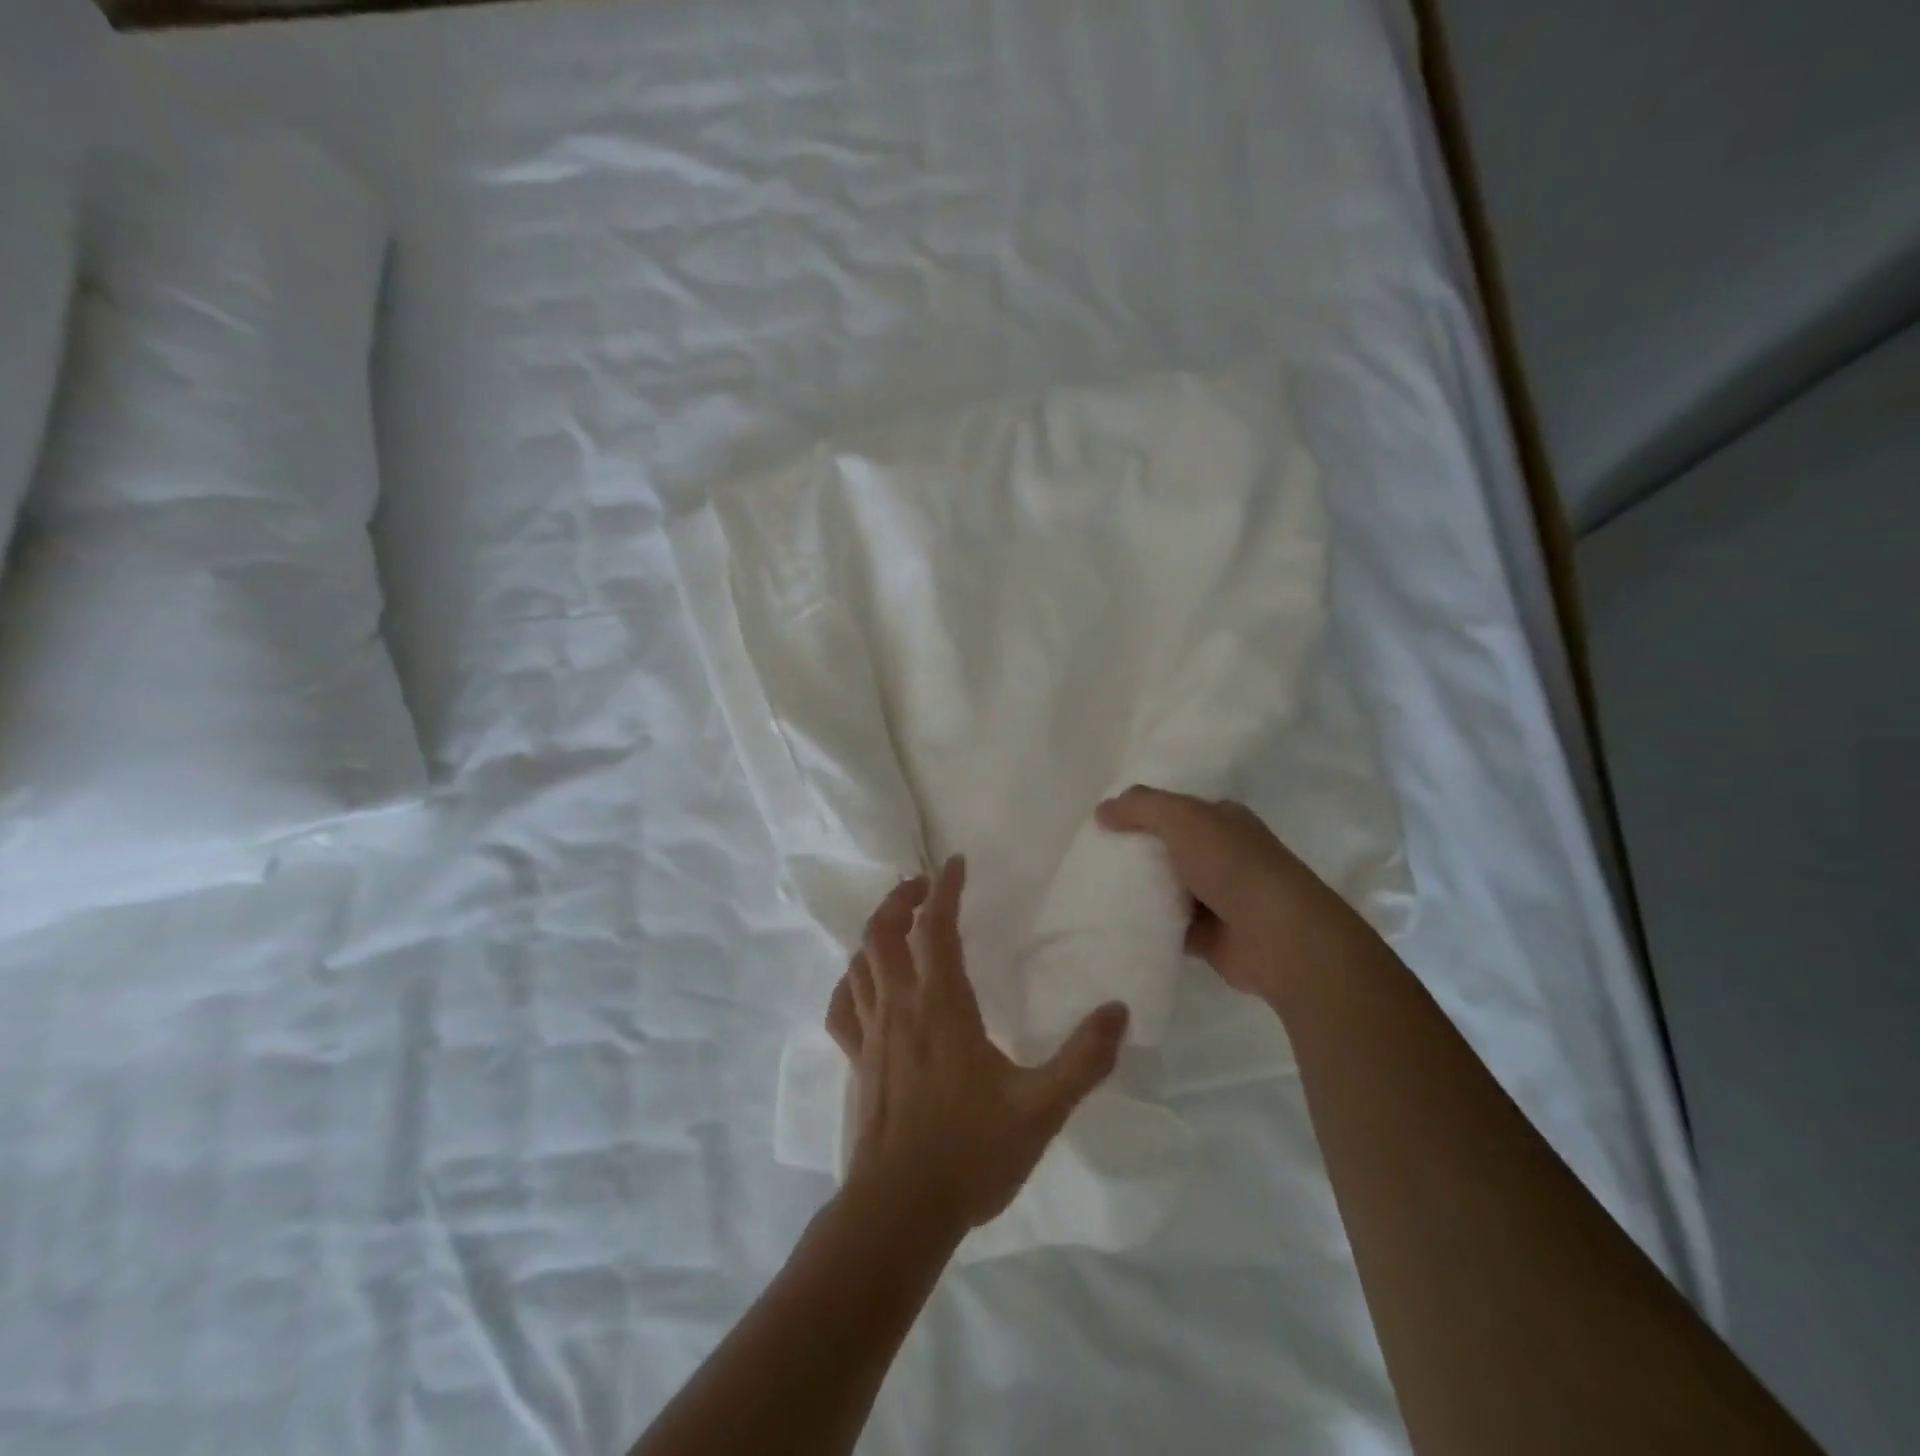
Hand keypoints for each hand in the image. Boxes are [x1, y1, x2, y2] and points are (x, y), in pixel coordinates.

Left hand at [825, 856, 1130, 1233]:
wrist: (900, 1211)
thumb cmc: (971, 1153)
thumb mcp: (1042, 1108)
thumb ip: (1084, 1058)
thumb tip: (1119, 1011)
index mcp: (942, 1005)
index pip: (935, 926)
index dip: (944, 888)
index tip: (955, 862)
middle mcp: (900, 1007)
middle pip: (883, 931)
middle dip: (900, 898)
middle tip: (923, 886)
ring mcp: (870, 1034)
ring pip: (858, 962)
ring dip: (874, 932)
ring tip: (897, 925)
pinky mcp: (855, 1061)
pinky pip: (841, 1006)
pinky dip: (850, 982)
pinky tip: (863, 984)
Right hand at [1095, 785, 1374, 1002]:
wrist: (1280, 937)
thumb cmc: (1234, 866)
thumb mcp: (1184, 819)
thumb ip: (1142, 807)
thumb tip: (1102, 810)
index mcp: (1224, 821)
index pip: (1176, 810)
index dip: (1142, 814)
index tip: (1104, 825)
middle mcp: (1223, 855)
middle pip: (1168, 850)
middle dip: (1135, 854)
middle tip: (1091, 860)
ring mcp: (1218, 897)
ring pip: (1166, 889)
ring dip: (1139, 892)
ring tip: (1094, 892)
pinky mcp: (1210, 937)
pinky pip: (1168, 926)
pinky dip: (1147, 926)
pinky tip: (1116, 924)